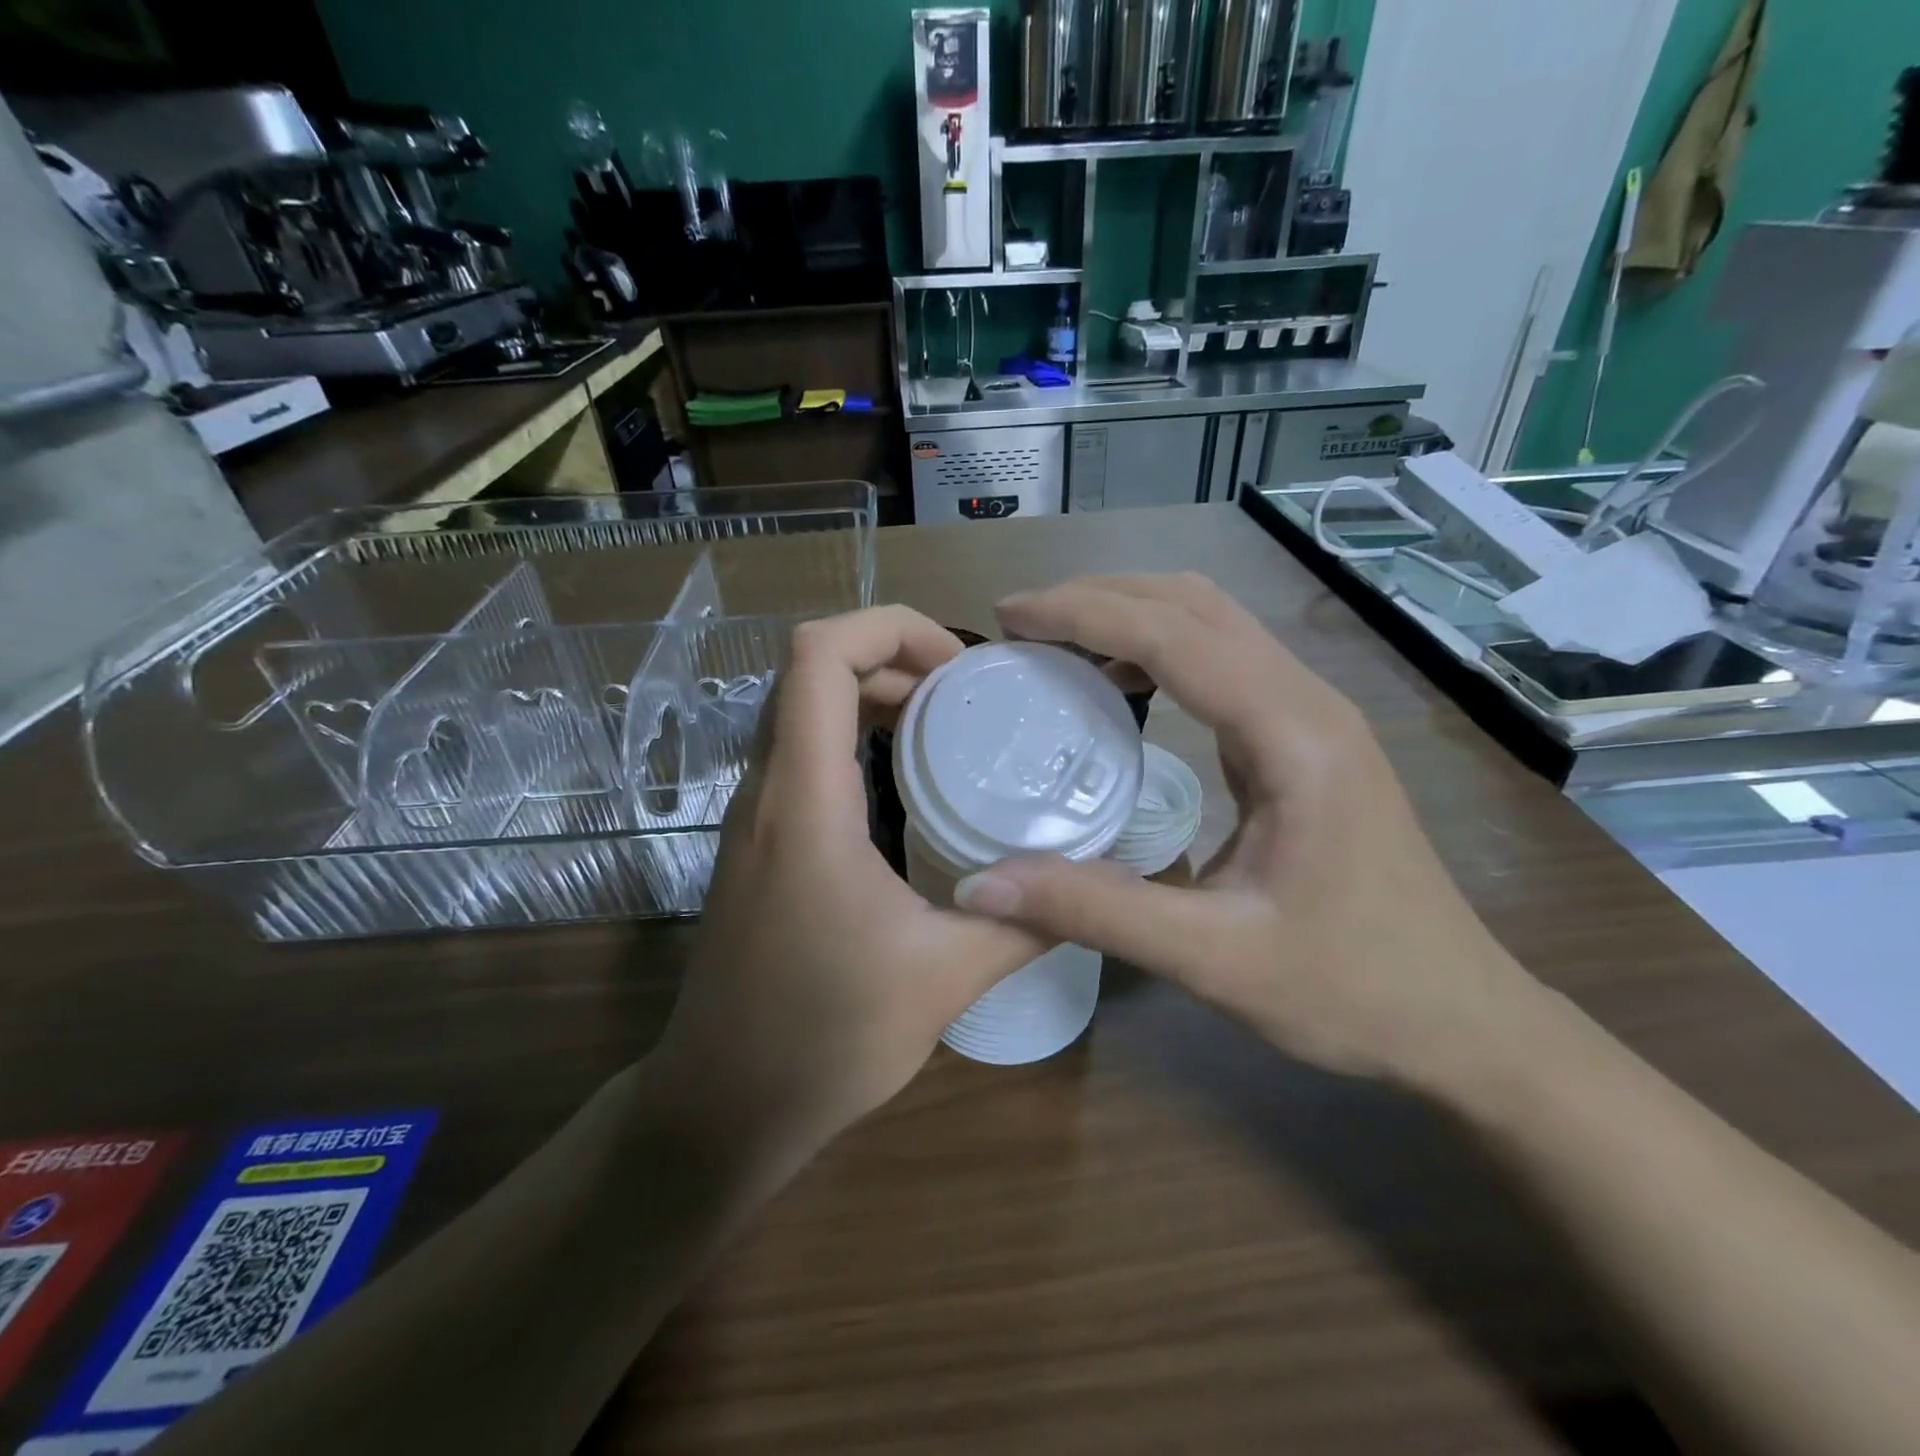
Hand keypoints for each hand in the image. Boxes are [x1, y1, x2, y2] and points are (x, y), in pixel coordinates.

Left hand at [653, 607, 1047, 1157]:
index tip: (958, 667)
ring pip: (800, 708)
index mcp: (805, 805)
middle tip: (965, 695)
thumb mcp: (943, 980)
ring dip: (870, 693)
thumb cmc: (824, 1040)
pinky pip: (800, 752)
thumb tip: (1095, 884)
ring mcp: (753, 816)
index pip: (817, 656)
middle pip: (809, 669)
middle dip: (891, 656)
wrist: (723, 1105)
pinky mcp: (757, 842)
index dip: (888, 627)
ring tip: (945, 724)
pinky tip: (906, 780)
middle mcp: (767, 792)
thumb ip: (1026, 923)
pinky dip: (852, 734)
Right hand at [950, 574, 1532, 1086]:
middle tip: (1022, 624)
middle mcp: (1308, 704)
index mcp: (1295, 737)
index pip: (1175, 637)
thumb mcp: (1213, 958)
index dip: (1084, 615)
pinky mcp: (1305, 741)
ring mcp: (1313, 719)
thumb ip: (1096, 911)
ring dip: (1132, 618)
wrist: (1461, 1020)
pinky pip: (1224, 665)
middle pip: (1197, 606)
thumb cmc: (1351, 989)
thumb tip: (980, 886)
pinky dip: (1159, 654)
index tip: (1010, 617)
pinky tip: (1120, 687)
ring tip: (1057, 644)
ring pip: (1214, 625)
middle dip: (1103, 599)